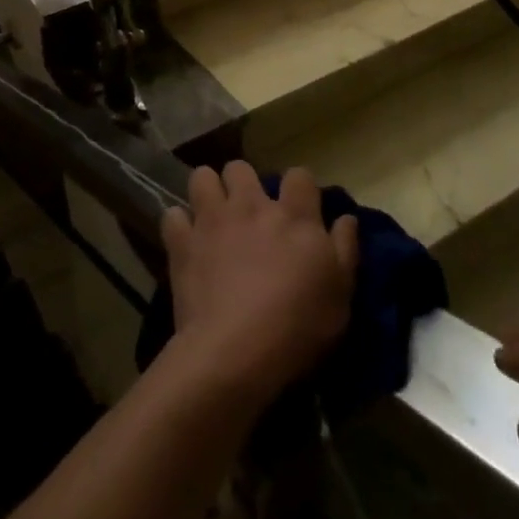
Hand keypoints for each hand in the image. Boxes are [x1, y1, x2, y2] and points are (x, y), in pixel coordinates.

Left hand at [160, 162, 357, 404]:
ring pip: (202, 177)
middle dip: (242, 183)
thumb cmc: (298, 326)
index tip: (299, 207)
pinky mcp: (182, 241)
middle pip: (241, 168)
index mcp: (293, 215)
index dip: (299, 187)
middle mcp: (251, 205)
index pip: (299, 175)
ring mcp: (212, 219)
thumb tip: (346, 217)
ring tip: (212, 216)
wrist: (236, 350)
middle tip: (247, 212)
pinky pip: (172, 216)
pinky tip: (186, 242)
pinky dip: (179, 226)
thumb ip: (345, 249)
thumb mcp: (341, 295)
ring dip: (207, 191)